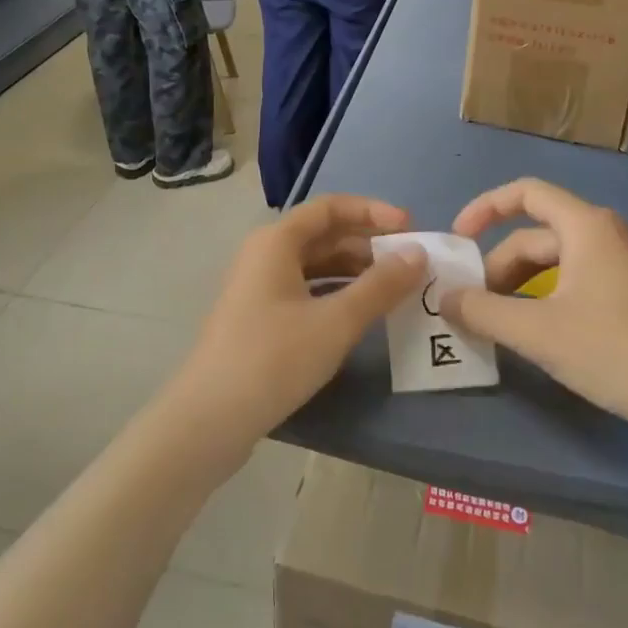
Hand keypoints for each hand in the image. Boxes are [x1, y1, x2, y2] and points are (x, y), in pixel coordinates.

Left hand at [170, 195, 424, 458]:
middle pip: (323, 235)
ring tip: (393, 289)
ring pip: (314, 265)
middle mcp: (264, 254)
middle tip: (409, 263)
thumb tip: (418, 253)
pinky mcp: (258, 317)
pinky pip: (305, 290)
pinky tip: (360, 314)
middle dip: (367, 244)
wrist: (209, 420)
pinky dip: (335, 293)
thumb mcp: (336, 321)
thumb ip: (380, 285)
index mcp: (276, 241)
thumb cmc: (274, 358)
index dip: (373, 212)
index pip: (331, 207)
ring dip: (354, 271)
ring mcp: (258, 287)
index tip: (410, 228)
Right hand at [440, 177, 627, 435]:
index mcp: (587, 226)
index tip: (460, 242)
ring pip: (569, 260)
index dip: (485, 209)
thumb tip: (446, 298)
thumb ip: (482, 312)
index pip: (525, 193)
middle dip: (503, 267)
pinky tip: (569, 319)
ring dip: (532, 283)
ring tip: (514, 321)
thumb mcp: (537, 333)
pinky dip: (568, 292)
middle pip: (542, 236)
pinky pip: (597, 278)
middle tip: (479, 307)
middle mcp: (614, 232)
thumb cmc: (614, 352)